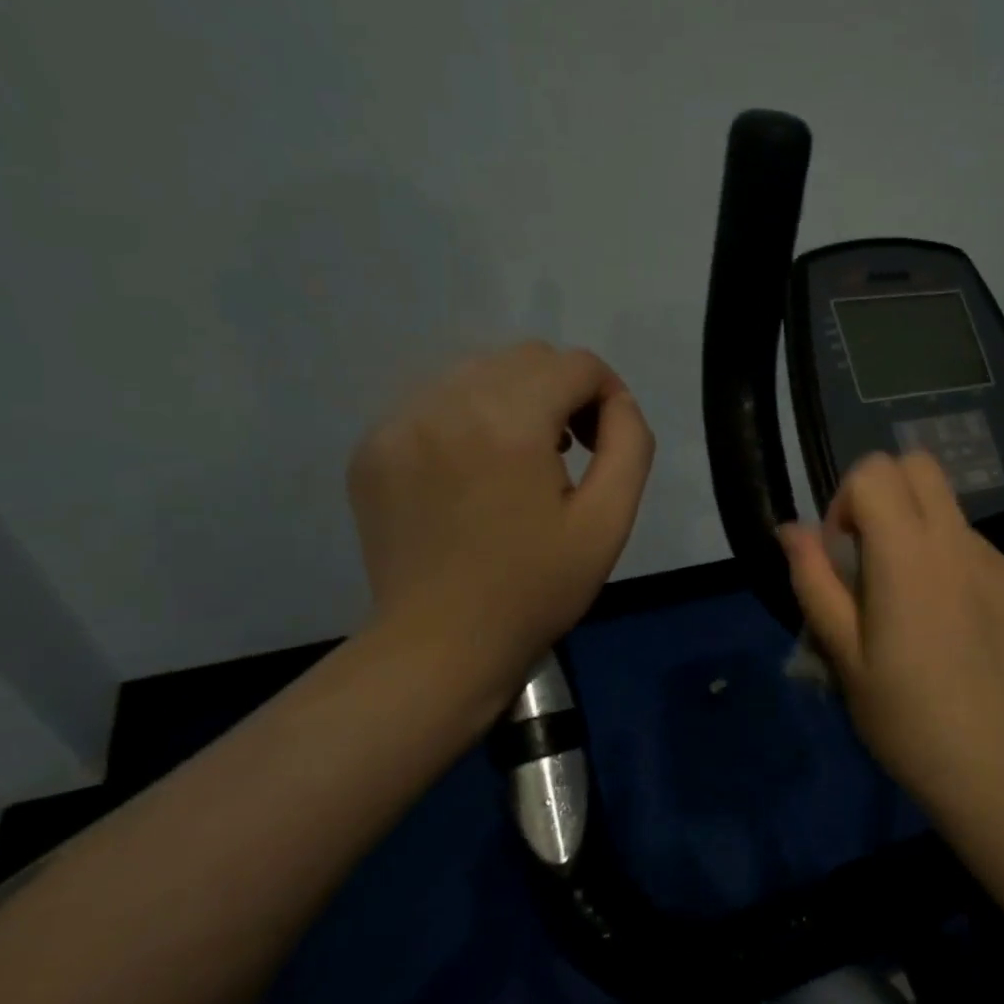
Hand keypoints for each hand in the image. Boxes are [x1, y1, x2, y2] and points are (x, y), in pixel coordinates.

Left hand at [347, 341, 653, 698]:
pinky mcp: (374, 445)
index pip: (575, 364)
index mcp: (510, 421)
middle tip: (566, 452)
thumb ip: (630, 444)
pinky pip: (436, 401)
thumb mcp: (609, 521)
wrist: (440, 644)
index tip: (603, 443)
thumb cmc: (536, 587)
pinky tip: (472, 474)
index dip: (606, 395)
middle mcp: (448, 403)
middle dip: (561, 393)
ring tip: (518, 461)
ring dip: (514, 401)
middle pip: (526, 358)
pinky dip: (467, 420)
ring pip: (479, 372)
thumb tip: (618, 403)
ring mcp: (400, 421)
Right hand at [780, 452, 1003, 810]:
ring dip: (924, 539)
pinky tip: (962, 633)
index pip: (875, 470)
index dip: (847, 500)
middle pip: (920, 466)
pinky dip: (960, 573)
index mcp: (908, 553)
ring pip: (952, 516)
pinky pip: (984, 558)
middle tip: (875, 556)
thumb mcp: (843, 654)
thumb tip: (791, 529)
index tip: (844, 554)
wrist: (1000, 770)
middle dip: (887, 493)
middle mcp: (960, 543)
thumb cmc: (905, 718)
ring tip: (922, 611)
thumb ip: (814, 581)